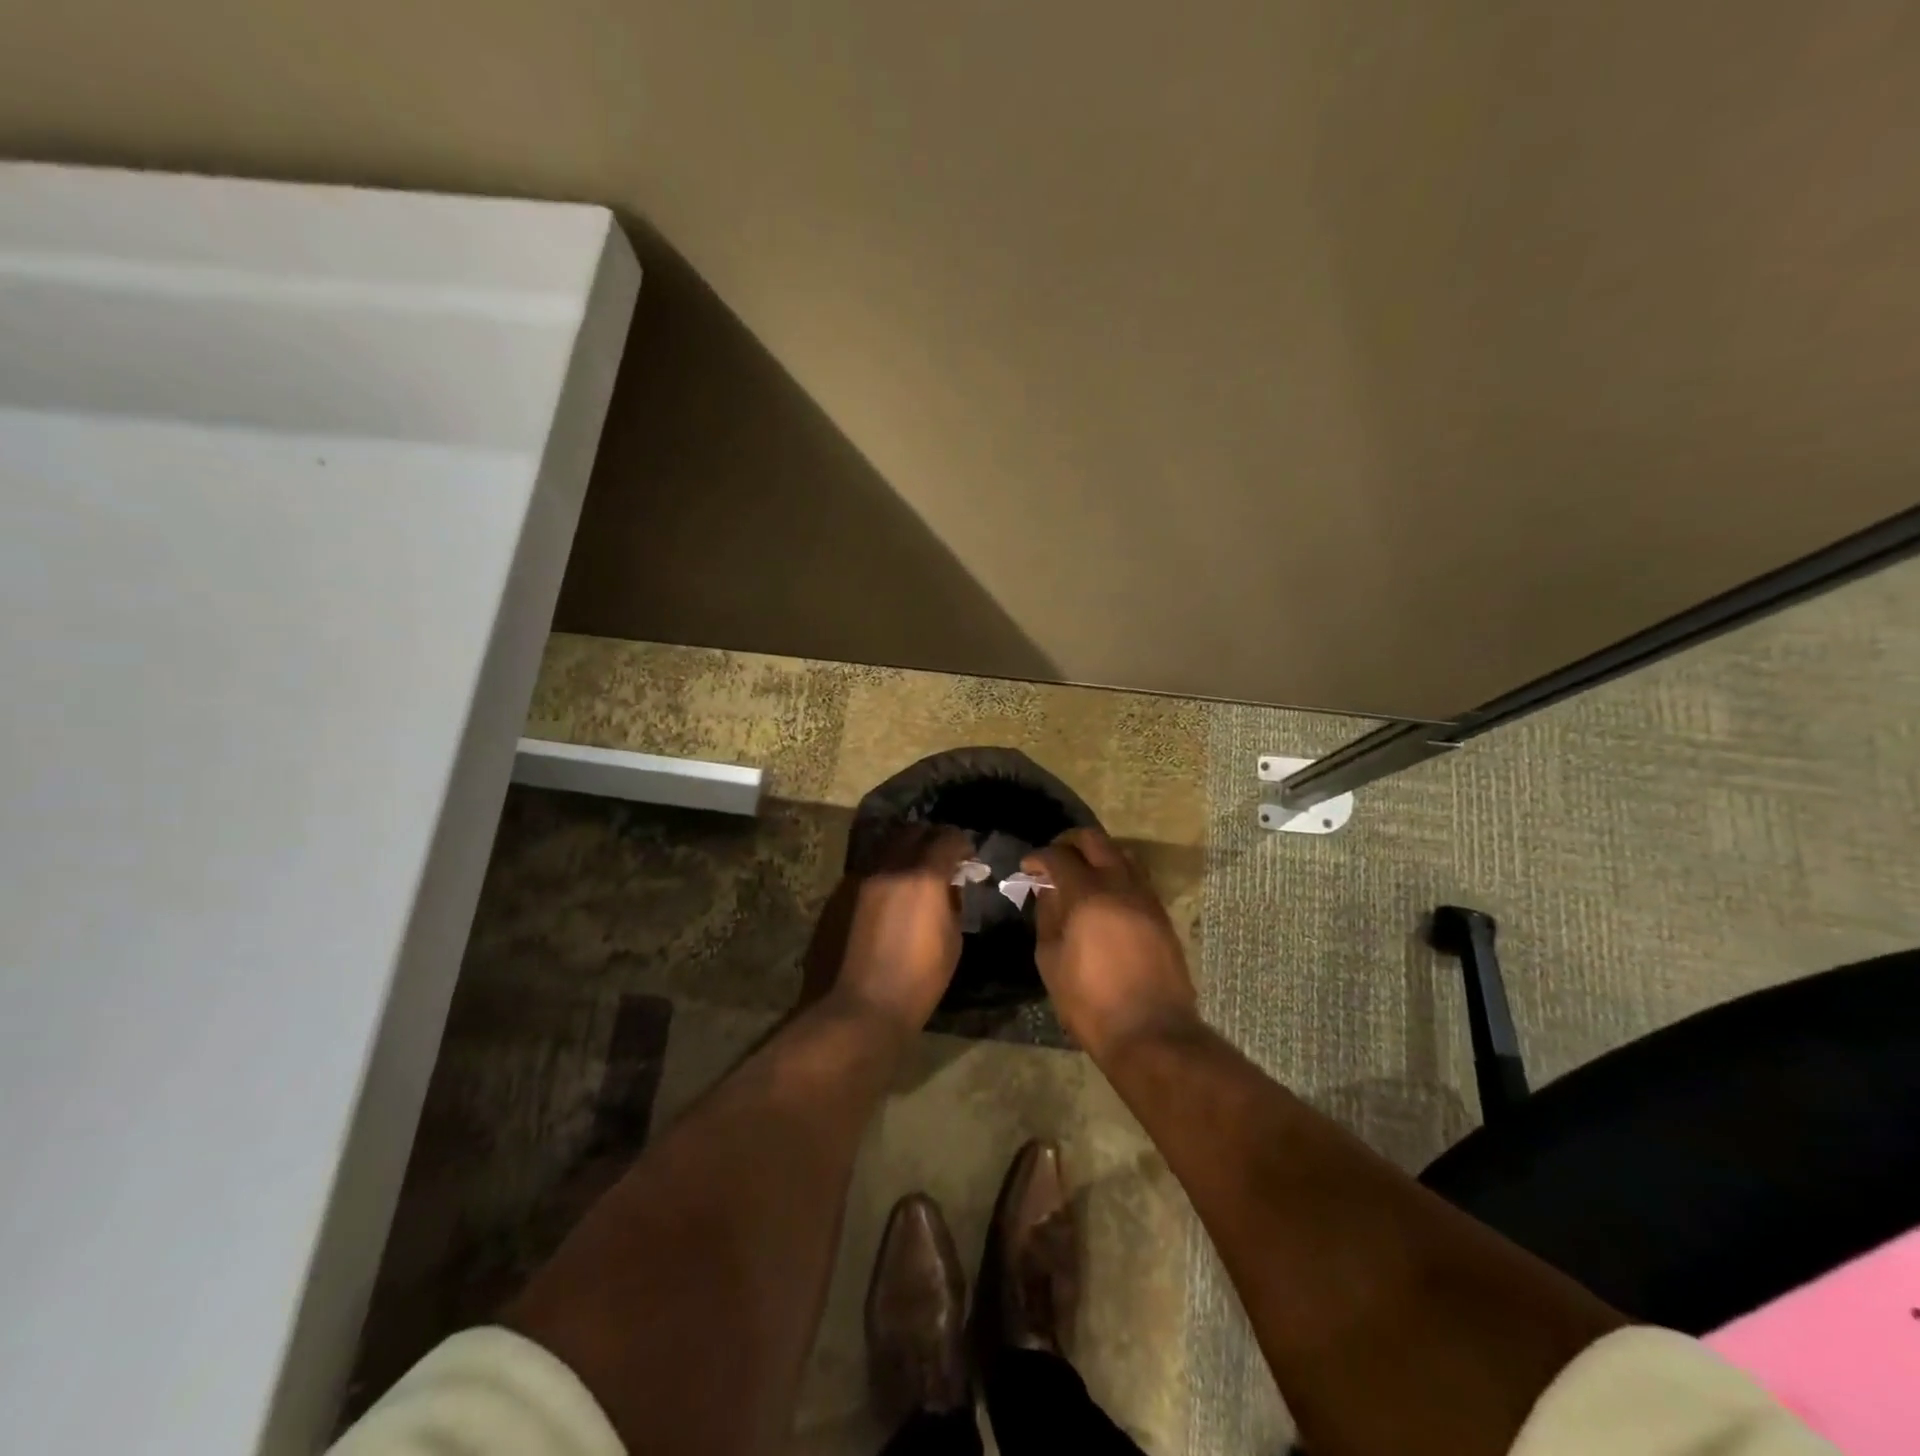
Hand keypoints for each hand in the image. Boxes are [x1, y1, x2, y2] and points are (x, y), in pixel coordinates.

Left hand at [810, 825, 973, 1034]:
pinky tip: (888, 896)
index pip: (947, 837)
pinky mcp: (839, 893)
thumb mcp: (951, 942)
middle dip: (931, 838)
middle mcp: (889, 866)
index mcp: (923, 877)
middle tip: (941, 858)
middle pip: (913, 831)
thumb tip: (950, 885)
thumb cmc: (917, 982)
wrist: (858, 1009)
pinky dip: (883, 872)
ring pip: (886, 846)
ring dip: (904, 852)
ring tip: (913, 873)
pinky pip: (867, 870)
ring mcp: (859, 878)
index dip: (961, 843)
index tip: (967, 856)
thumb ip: (952, 903)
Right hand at [1023, 828, 1198, 1059]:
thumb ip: (1047, 917)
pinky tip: (1105, 896)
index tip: (1028, 867)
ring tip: (1081, 873)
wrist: (1151, 1032)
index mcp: (1087, 896)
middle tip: (1053, 858)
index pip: (1059, 856)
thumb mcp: (1051, 961)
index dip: (1039, 857)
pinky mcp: (1161, 914)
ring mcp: (1146, 898)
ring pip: (1122, 854)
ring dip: (1098, 854)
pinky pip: (1137, 877)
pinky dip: (1117, 874)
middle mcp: (1120, 886)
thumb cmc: (1090, 1002)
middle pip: (1095, 841)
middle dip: (1069, 842)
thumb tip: (1047, 891)